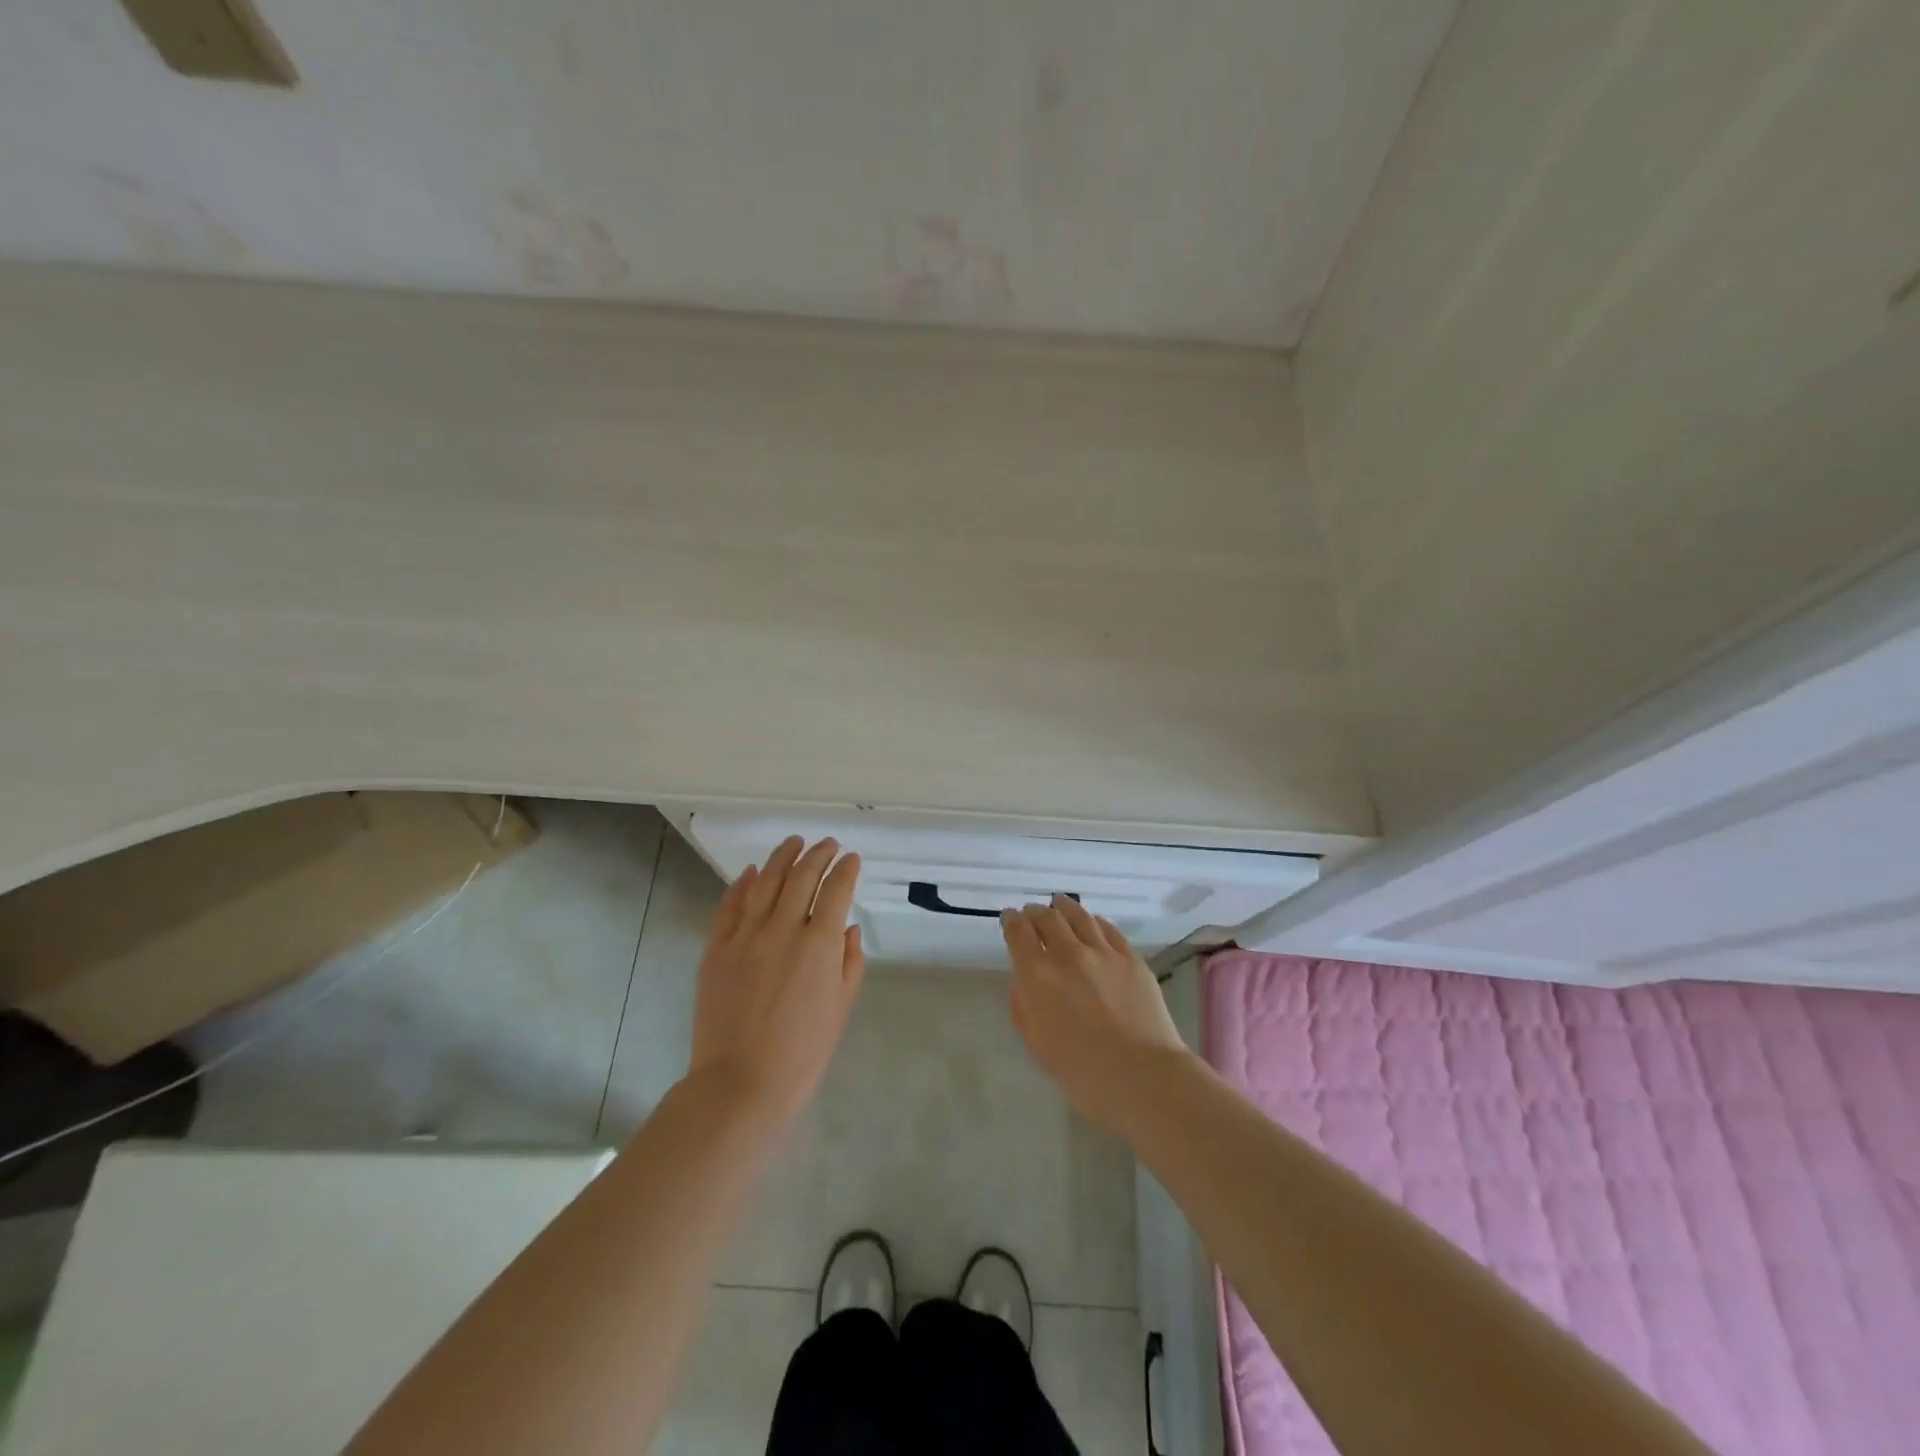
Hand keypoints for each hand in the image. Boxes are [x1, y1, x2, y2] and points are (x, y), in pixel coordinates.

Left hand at [691, 836, 865, 1126]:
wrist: (741, 1083)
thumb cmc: (803, 1052)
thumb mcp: (840, 1008)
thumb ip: (849, 962)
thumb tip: (847, 929)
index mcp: (818, 944)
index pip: (836, 891)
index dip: (846, 870)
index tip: (852, 858)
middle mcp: (782, 929)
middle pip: (802, 877)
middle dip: (818, 855)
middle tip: (827, 844)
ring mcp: (745, 937)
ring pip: (765, 883)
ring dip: (782, 858)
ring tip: (793, 842)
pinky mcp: (716, 949)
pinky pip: (730, 907)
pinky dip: (741, 885)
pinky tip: (751, 872)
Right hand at [1000, 896, 1189, 1132]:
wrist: (1142, 1076)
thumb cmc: (1081, 1072)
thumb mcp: (1036, 1042)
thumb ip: (1023, 1004)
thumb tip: (1025, 980)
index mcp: (1038, 976)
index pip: (1018, 933)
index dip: (1011, 920)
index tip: (1009, 917)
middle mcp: (1068, 954)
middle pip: (1048, 918)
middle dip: (1035, 912)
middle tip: (1032, 913)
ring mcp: (1103, 952)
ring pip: (1079, 916)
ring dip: (1063, 907)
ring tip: (1059, 904)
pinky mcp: (1130, 957)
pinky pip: (1108, 929)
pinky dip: (1094, 921)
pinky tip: (1092, 923)